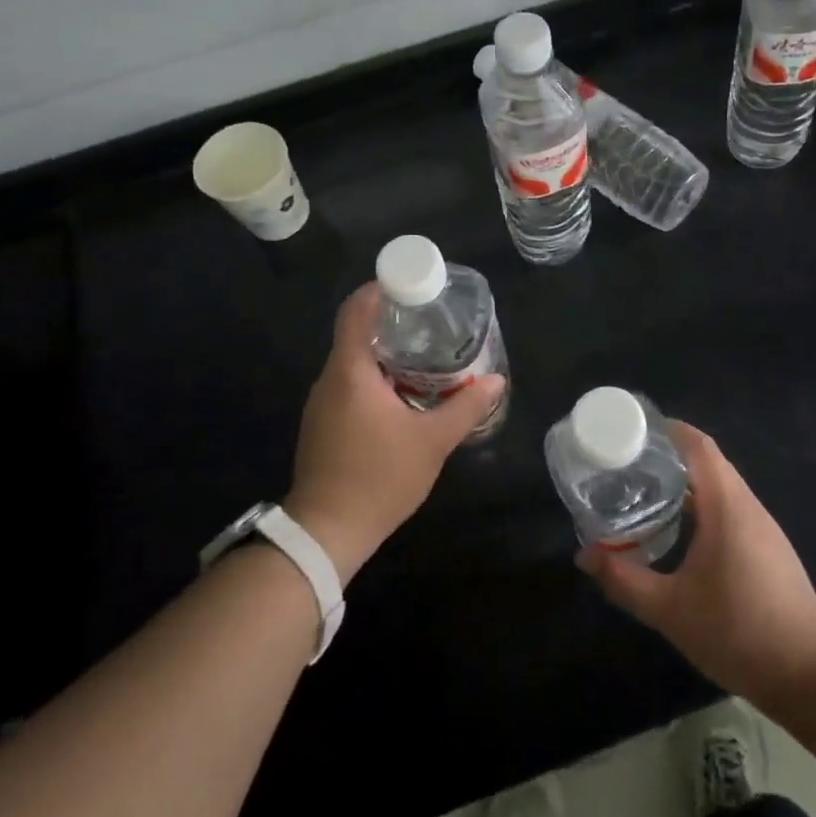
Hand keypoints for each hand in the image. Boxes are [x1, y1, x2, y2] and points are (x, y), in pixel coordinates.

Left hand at [286, 282, 505, 583]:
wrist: (326, 532)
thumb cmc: (379, 478)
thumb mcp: (432, 441)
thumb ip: (465, 407)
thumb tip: (494, 381)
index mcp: (351, 371)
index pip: (356, 311)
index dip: (379, 289)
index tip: (409, 284)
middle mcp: (330, 379)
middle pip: (356, 334)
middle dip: (392, 325)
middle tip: (431, 324)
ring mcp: (321, 404)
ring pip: (353, 363)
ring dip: (386, 355)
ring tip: (426, 358)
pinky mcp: (322, 425)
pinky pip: (349, 386)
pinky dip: (375, 380)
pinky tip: (404, 396)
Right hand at [577, 421, 815, 705]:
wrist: (810, 674)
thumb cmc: (738, 631)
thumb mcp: (670, 609)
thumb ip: (624, 580)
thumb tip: (585, 555)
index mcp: (727, 507)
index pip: (699, 446)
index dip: (670, 430)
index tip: (635, 429)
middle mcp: (748, 507)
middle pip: (709, 463)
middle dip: (670, 457)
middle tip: (630, 464)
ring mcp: (764, 529)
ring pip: (721, 489)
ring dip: (687, 483)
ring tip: (648, 493)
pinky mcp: (770, 550)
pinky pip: (731, 511)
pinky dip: (703, 506)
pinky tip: (682, 532)